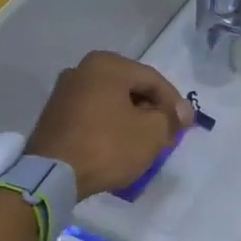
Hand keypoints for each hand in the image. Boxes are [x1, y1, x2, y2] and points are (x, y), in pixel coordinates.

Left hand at [27, 51, 190, 198]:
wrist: (53, 175)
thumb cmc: (107, 146)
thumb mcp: (151, 133)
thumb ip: (171, 118)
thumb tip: (180, 112)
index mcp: (107, 65)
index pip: (153, 80)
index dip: (175, 103)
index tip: (186, 126)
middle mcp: (82, 69)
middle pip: (131, 88)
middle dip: (153, 110)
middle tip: (168, 134)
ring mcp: (64, 92)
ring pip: (112, 102)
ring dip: (132, 119)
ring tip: (145, 142)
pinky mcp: (55, 115)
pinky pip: (94, 115)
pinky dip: (111, 126)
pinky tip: (120, 145)